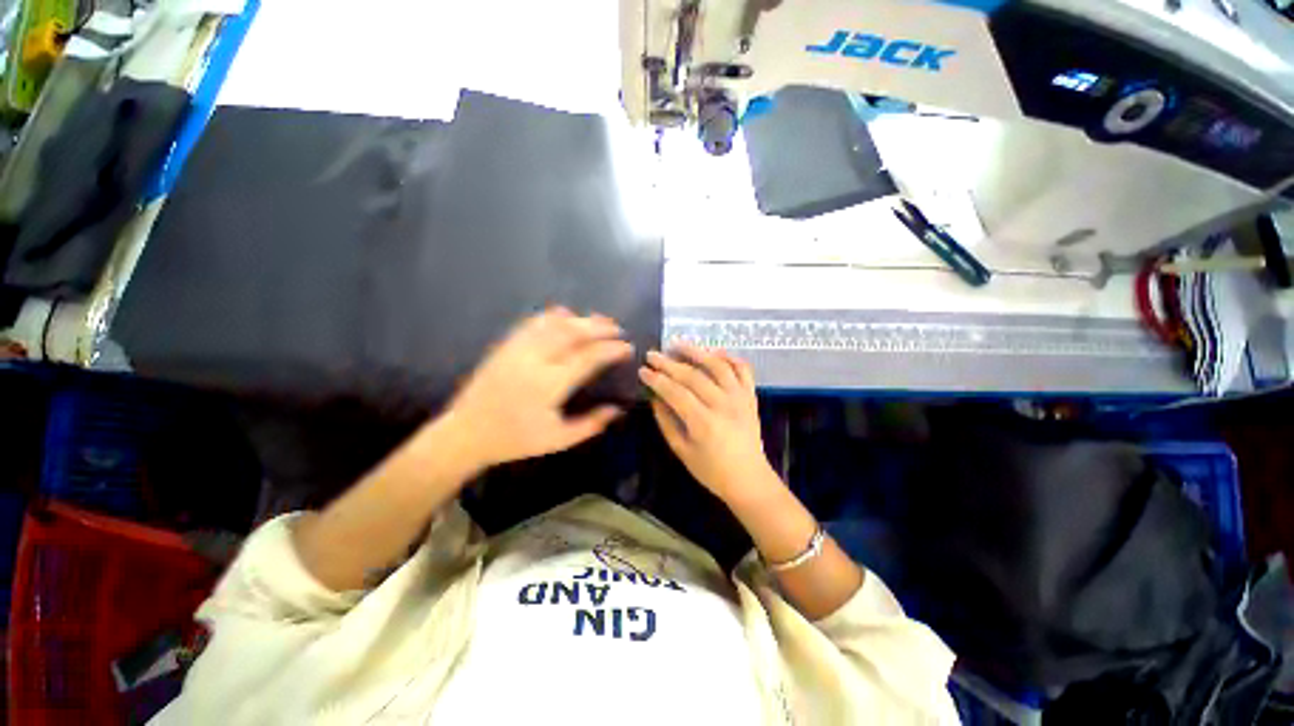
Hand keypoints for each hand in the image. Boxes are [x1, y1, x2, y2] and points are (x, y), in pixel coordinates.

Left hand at [444, 307, 632, 468]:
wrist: (466, 434)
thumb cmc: (514, 440)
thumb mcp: (557, 440)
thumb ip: (591, 424)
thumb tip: (617, 409)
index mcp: (550, 384)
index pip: (589, 357)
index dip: (611, 349)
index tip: (627, 347)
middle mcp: (535, 359)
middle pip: (574, 332)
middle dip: (600, 327)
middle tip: (617, 328)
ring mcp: (518, 349)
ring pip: (554, 323)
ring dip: (580, 318)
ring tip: (598, 320)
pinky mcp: (506, 345)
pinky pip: (533, 323)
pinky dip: (553, 316)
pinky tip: (565, 316)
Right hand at [639, 343, 778, 504]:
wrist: (749, 479)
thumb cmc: (711, 470)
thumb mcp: (681, 451)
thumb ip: (666, 422)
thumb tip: (655, 397)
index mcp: (703, 422)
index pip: (675, 392)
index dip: (656, 379)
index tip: (642, 370)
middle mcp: (723, 405)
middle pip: (692, 376)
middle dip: (669, 363)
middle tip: (652, 354)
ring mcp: (740, 398)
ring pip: (718, 366)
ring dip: (696, 351)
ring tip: (678, 344)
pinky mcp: (751, 396)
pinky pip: (743, 370)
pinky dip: (729, 357)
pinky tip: (714, 352)